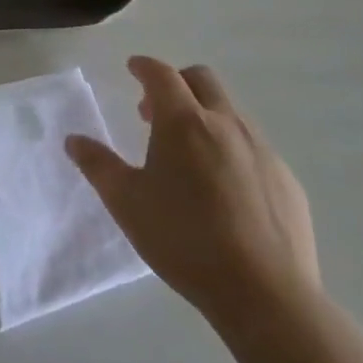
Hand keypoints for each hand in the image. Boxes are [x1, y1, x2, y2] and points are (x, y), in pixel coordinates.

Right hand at [67, 56, 318, 330]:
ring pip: (231, 113)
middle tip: (155, 113)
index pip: (161, 74)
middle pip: (202, 80)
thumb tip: (74, 140)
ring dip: (206, 117)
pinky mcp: (288, 182)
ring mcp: (263, 152)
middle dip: (177, 83)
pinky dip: (232, 150)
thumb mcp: (126, 202)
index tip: (133, 68)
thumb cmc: (184, 239)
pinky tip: (225, 190)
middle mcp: (226, 125)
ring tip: (189, 155)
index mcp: (183, 122)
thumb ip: (97, 165)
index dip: (144, 67)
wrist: (266, 295)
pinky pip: (255, 149)